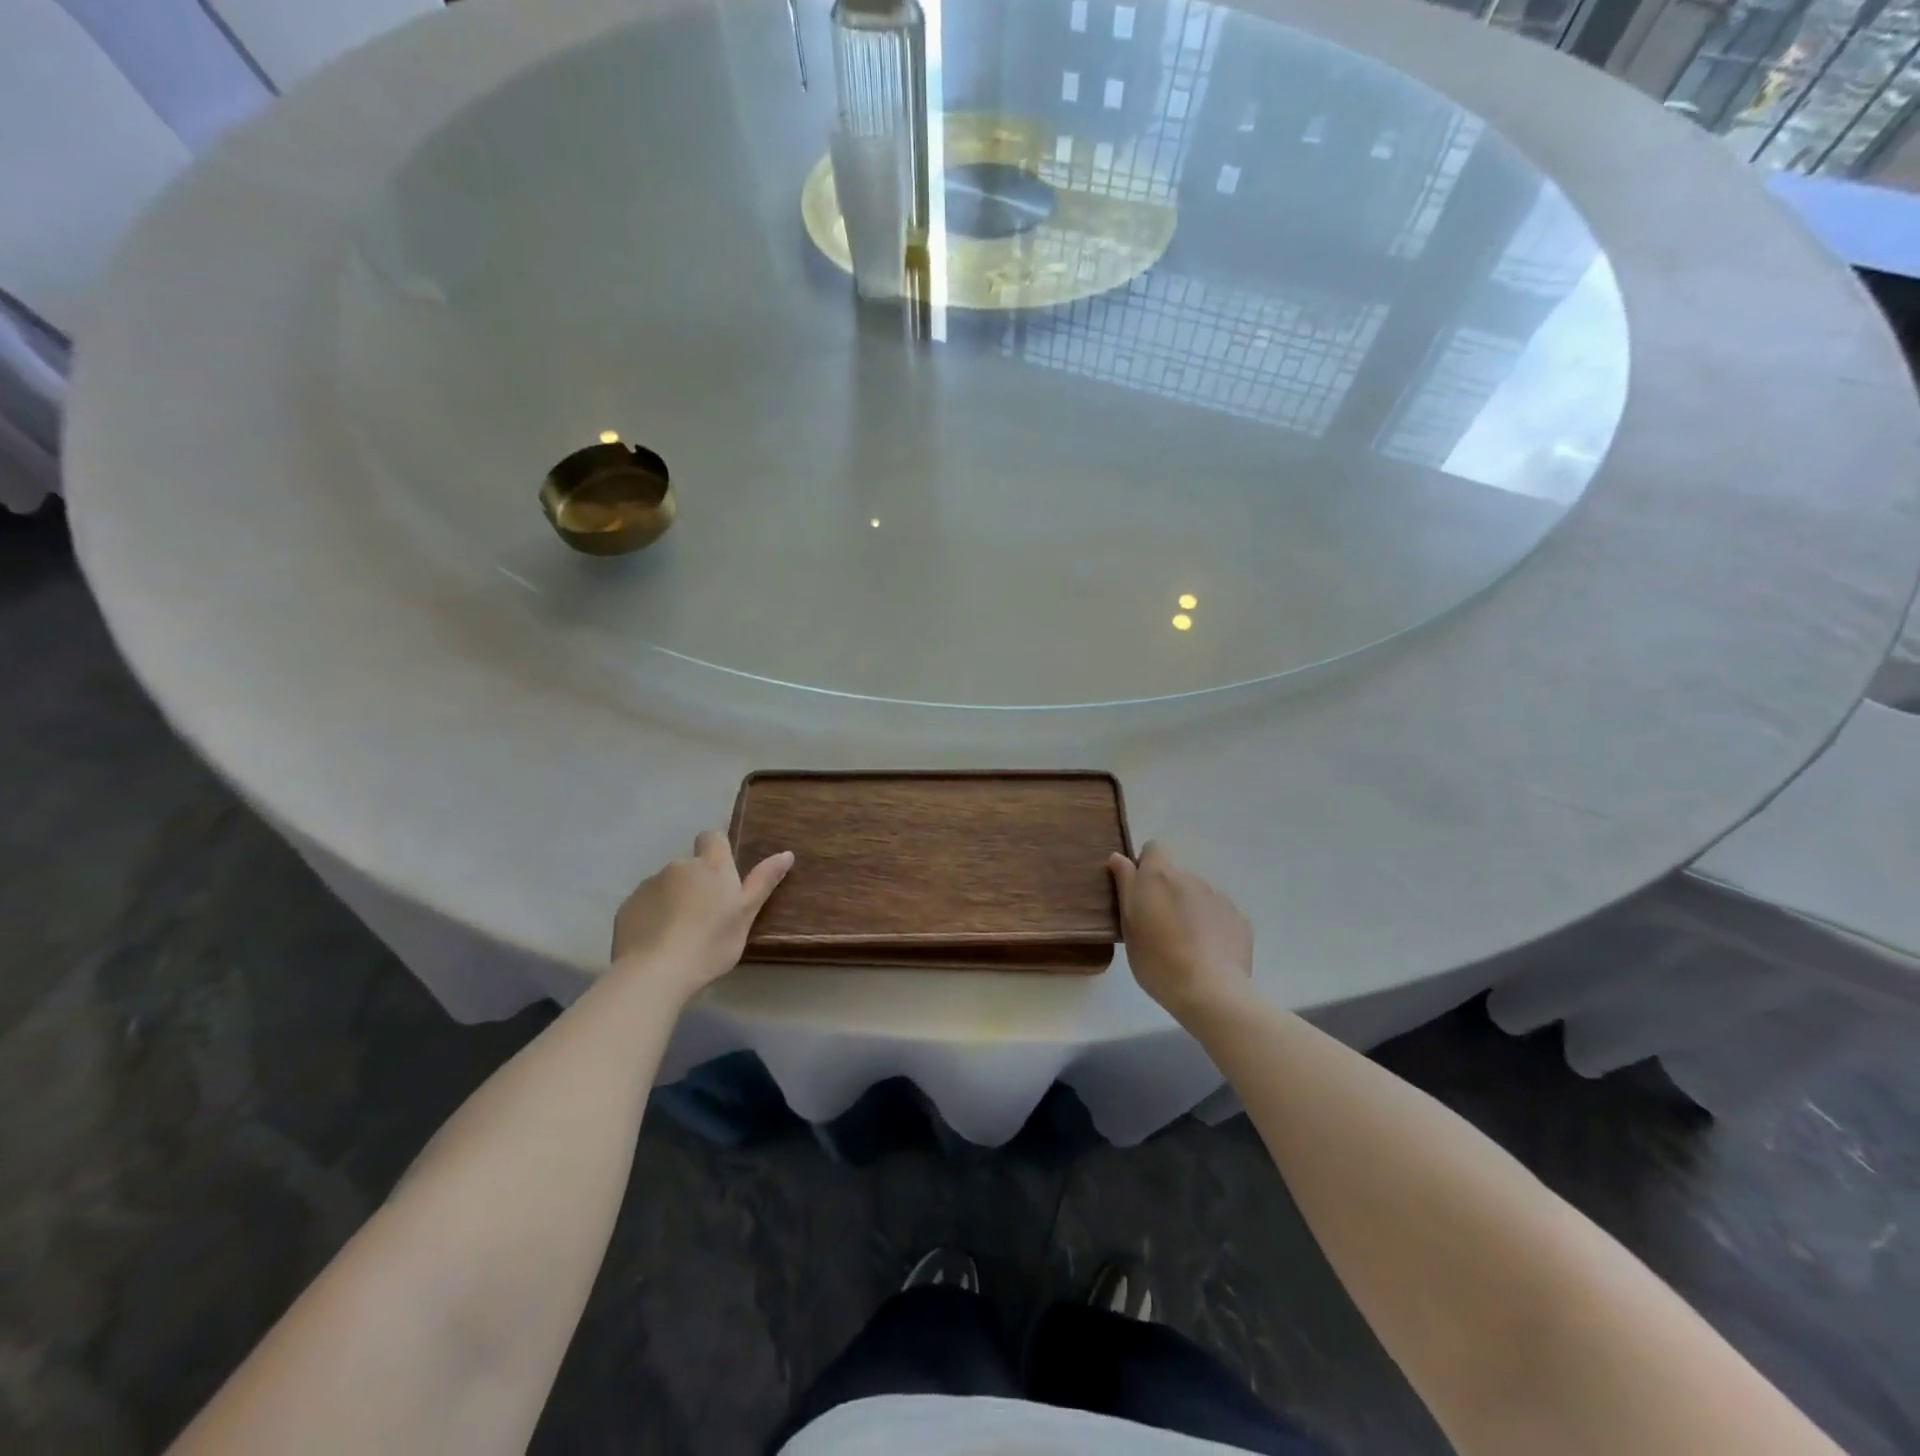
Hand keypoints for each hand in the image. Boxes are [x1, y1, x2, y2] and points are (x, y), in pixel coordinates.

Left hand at [610, 831, 793, 1001]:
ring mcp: (649, 884)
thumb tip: (787, 853)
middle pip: (690, 866)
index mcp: (712, 866)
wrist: (655, 972)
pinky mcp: (627, 906)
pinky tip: (657, 942)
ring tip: (679, 933)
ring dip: (674, 899)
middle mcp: (679, 866)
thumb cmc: (711, 943)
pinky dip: (652, 915)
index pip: (712, 837)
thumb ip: (764, 881)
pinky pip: (645, 904)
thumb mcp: (746, 915)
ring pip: (667, 885)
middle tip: (706, 916)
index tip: (722, 876)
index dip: (716, 850)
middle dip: (696, 883)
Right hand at [1108, 841, 1254, 1019]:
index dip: (1146, 865)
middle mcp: (1190, 878)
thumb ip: (1126, 885)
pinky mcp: (1239, 919)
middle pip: (1176, 876)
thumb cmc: (1157, 960)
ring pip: (1199, 896)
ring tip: (1187, 945)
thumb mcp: (1128, 924)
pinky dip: (1213, 927)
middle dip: (1168, 894)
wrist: (1209, 991)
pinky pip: (1220, 915)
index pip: (1154, 849)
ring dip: (1191, 910)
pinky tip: (1209, 954)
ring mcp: (1219, 897)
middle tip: (1160, 928)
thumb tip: (1119, 857)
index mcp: (1159, 877)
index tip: (1141, 892)